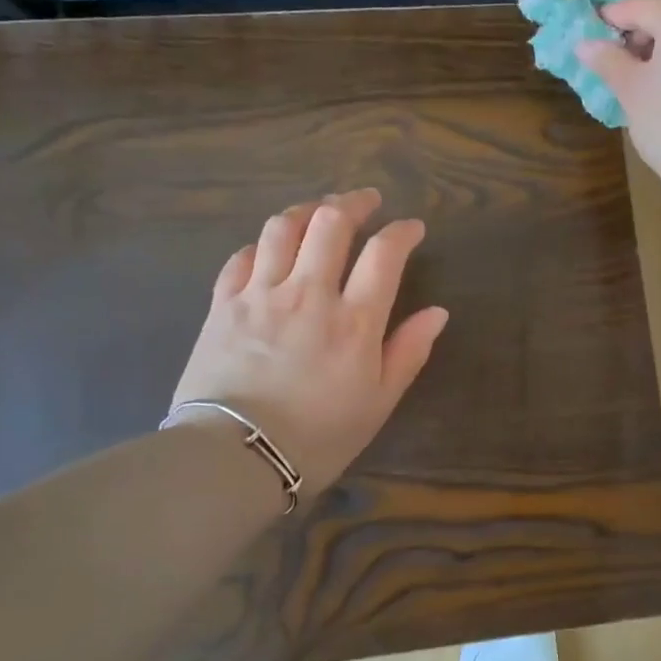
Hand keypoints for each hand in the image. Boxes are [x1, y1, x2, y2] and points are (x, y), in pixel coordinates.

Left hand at [171, 189, 448, 495]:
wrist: (233, 459)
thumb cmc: (318, 437)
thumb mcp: (378, 402)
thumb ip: (408, 352)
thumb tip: (437, 313)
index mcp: (354, 320)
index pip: (384, 253)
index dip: (402, 231)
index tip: (412, 228)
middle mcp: (309, 294)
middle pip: (331, 223)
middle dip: (354, 203)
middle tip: (366, 202)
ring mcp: (261, 295)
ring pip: (283, 228)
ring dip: (306, 211)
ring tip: (319, 211)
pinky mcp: (223, 305)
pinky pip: (241, 257)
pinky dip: (261, 245)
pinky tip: (269, 249)